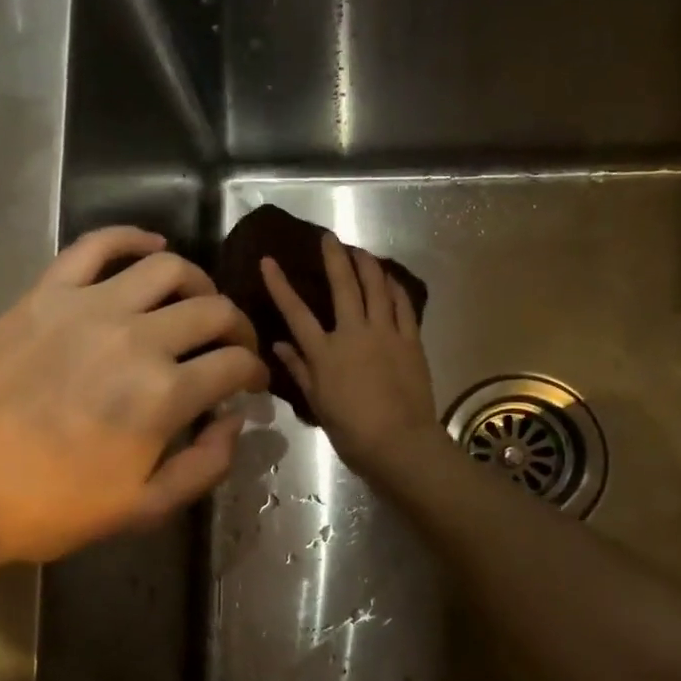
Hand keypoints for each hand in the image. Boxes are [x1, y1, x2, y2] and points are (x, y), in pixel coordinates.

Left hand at [0, 228, 268, 565]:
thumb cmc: (51, 506)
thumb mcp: (142, 508)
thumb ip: (204, 466)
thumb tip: (236, 420)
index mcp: (164, 395)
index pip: (236, 363)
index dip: (254, 372)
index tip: (252, 382)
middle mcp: (136, 338)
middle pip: (213, 311)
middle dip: (238, 329)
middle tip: (233, 346)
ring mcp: (88, 308)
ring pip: (167, 268)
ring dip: (197, 283)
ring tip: (195, 302)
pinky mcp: (46, 294)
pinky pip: (96, 246)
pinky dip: (131, 238)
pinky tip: (151, 247)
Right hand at [261, 234, 444, 481]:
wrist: (400, 443)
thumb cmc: (352, 431)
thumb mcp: (318, 404)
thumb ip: (300, 370)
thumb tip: (279, 346)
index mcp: (325, 353)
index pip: (296, 312)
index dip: (280, 284)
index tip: (269, 260)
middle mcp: (354, 334)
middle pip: (342, 287)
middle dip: (334, 258)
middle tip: (329, 237)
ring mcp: (385, 333)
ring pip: (376, 288)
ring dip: (367, 265)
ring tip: (360, 251)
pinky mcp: (411, 340)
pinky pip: (403, 306)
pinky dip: (395, 288)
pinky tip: (390, 278)